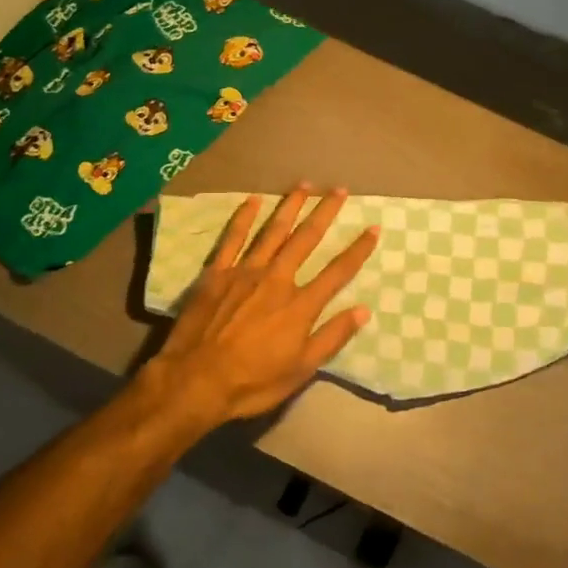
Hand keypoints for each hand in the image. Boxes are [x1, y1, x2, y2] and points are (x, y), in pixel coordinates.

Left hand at [148, 185, 379, 426]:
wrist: (195, 381)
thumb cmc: (252, 382)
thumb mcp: (300, 370)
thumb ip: (331, 338)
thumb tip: (363, 310)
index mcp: (300, 305)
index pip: (337, 272)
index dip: (357, 250)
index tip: (373, 229)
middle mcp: (277, 279)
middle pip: (306, 239)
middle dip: (326, 213)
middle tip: (340, 189)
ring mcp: (245, 271)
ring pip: (273, 231)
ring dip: (291, 206)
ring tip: (305, 185)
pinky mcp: (218, 272)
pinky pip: (233, 238)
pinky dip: (244, 217)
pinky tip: (254, 199)